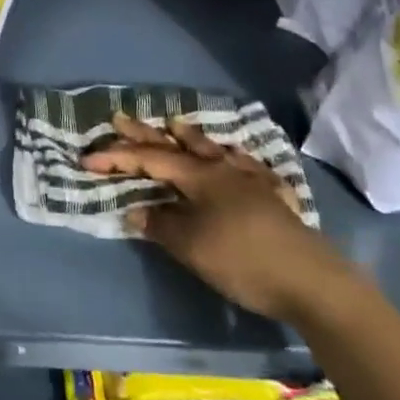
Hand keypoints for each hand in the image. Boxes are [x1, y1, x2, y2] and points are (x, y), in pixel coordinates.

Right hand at [84, 113, 356, 323]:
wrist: (312, 280)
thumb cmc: (243, 259)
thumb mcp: (191, 246)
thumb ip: (160, 225)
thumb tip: (136, 211)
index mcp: (199, 176)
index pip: (149, 160)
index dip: (117, 158)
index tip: (87, 159)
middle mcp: (222, 169)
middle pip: (177, 146)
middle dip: (145, 134)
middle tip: (120, 119)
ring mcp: (250, 180)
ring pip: (213, 150)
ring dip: (189, 137)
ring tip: (175, 123)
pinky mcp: (272, 197)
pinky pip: (246, 166)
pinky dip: (232, 157)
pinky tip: (235, 157)